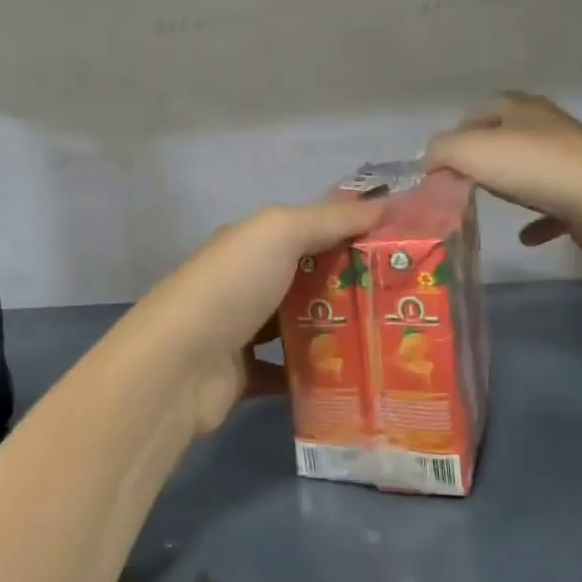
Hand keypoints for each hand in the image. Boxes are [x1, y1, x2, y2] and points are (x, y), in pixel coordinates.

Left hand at [134, 198, 385, 434]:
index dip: (349, 233)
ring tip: (389, 338)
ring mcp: (239, 332)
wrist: (177, 367)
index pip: (305, 231)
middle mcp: (241, 284)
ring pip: (297, 327)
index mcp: (247, 245)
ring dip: (335, 332)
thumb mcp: (277, 234)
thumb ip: (327, 218)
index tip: (400, 247)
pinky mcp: (242, 377)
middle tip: (404, 299)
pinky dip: (314, 376)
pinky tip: (354, 378)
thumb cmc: (229, 288)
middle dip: (350, 286)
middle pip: (304, 280)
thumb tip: (382, 203)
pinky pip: (287, 373)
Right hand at [424, 93, 581, 262]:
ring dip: (509, 187)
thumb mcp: (469, 150)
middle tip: (456, 184)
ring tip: (485, 205)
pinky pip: (552, 208)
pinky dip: (536, 221)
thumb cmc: (533, 168)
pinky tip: (524, 237)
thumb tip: (430, 163)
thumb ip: (440, 152)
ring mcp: (571, 163)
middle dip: (481, 160)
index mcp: (521, 110)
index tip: (439, 162)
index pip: (482, 109)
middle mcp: (548, 129)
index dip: (457, 131)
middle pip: (506, 139)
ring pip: (530, 171)